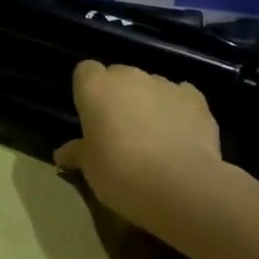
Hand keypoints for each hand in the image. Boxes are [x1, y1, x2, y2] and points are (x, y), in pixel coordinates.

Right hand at [53, 61, 226, 236]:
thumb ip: (78, 153)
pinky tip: (182, 135)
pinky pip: (181, 97)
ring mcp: (164, 84)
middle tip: (122, 131)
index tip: (93, 118)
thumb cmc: (121, 174)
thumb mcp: (91, 169)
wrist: (182, 186)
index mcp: (95, 87)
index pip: (85, 72)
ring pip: (151, 86)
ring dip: (149, 103)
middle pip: (119, 76)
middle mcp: (128, 76)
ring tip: (156, 138)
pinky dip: (179, 110)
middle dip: (120, 97)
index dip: (89, 92)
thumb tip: (63, 154)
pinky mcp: (195, 99)